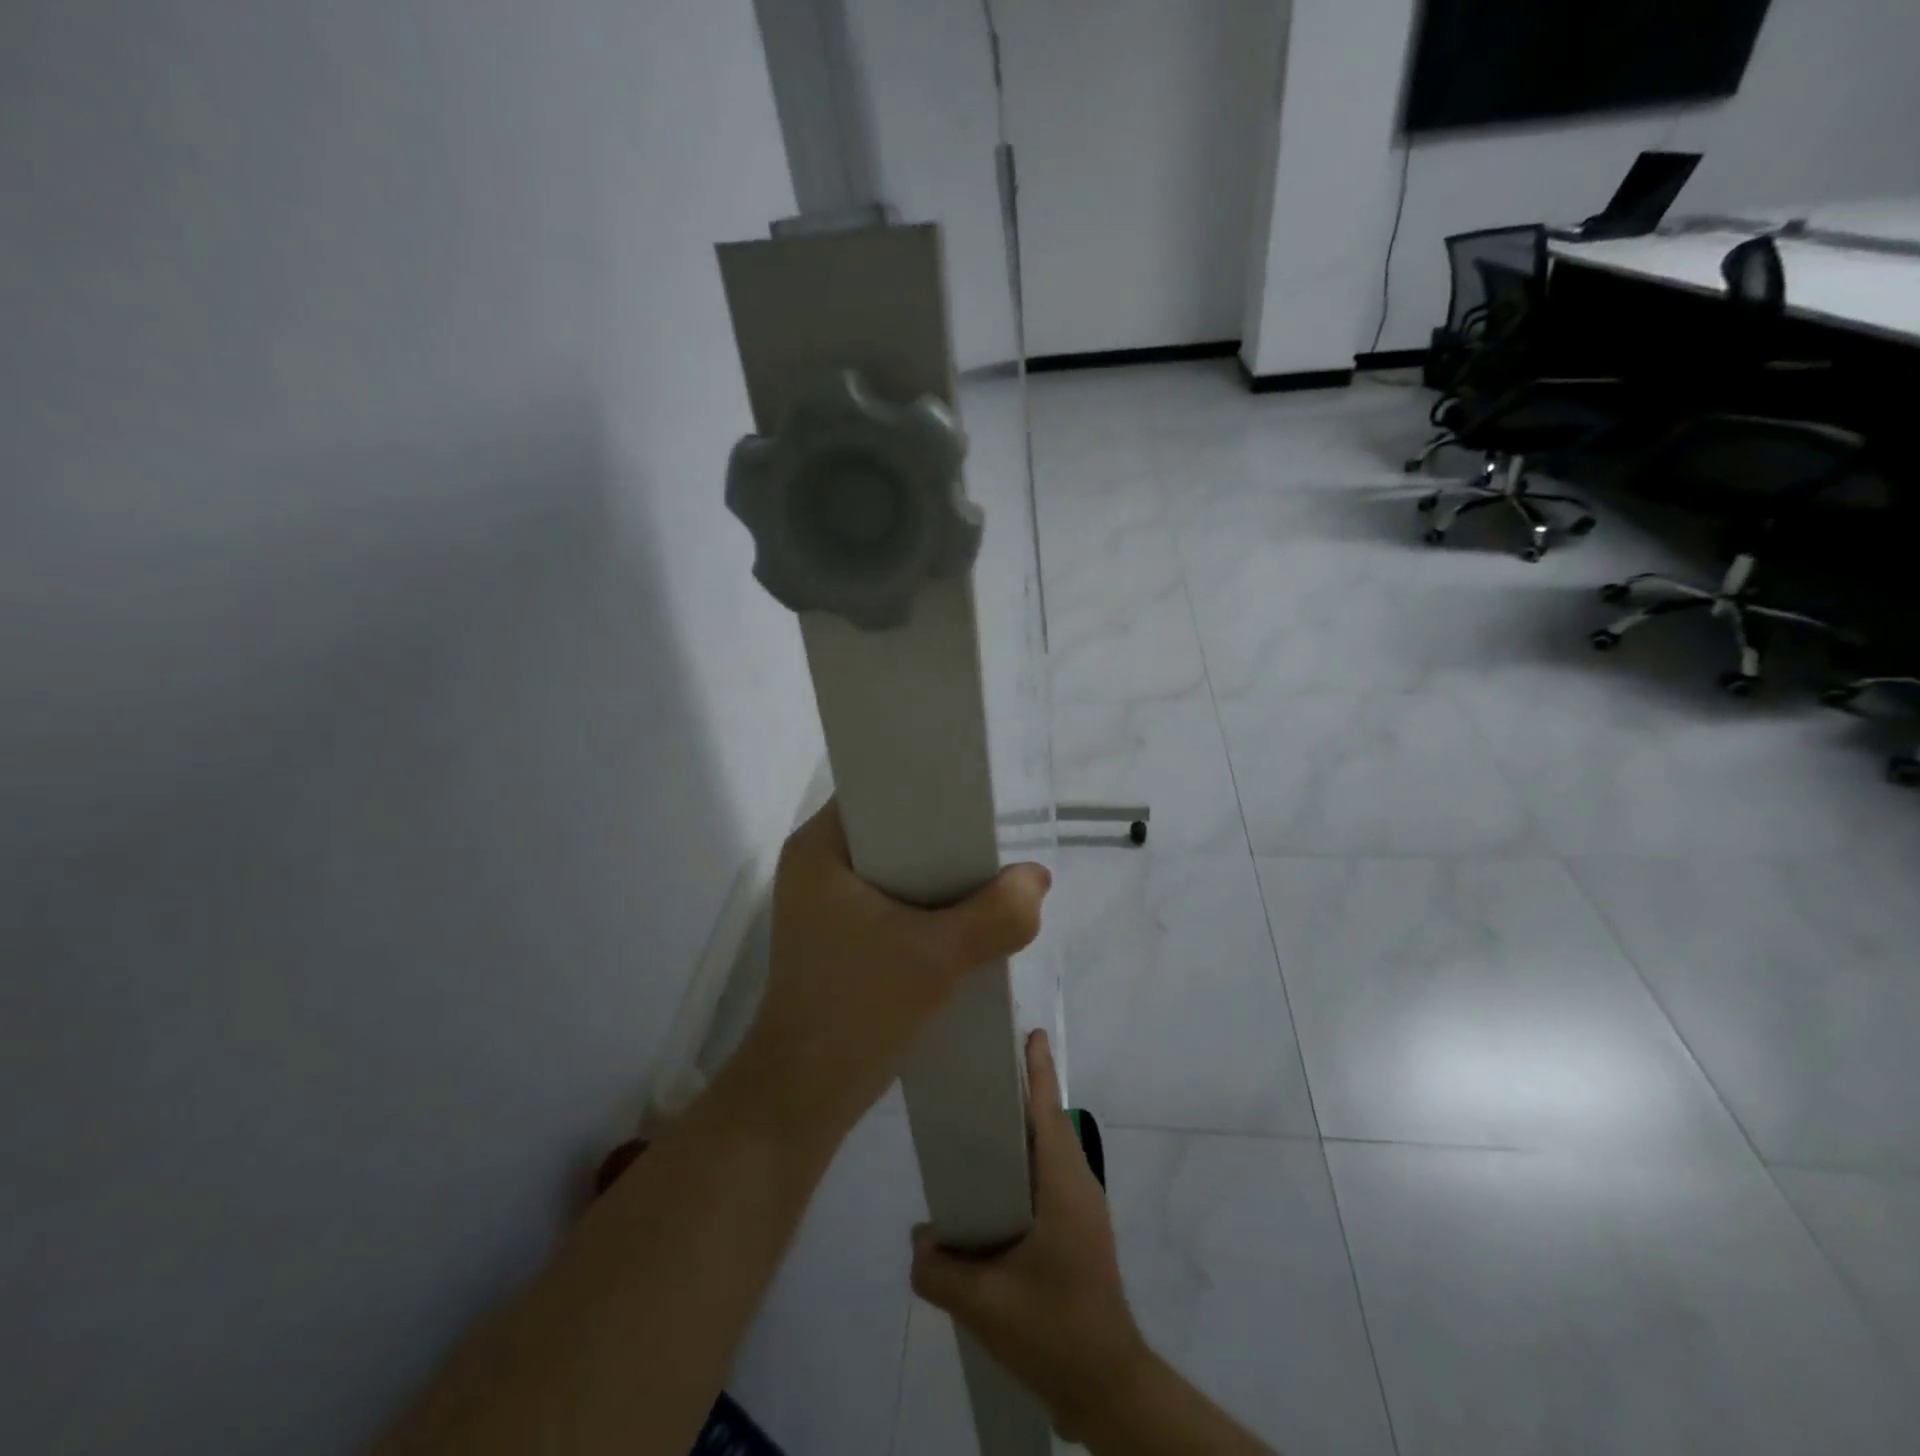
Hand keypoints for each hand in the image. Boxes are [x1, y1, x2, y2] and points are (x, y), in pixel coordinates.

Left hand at [739, 799, 1050, 1145]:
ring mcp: (821, 902)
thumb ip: (998, 915)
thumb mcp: (938, 958)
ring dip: (937, 878)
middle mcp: (814, 864)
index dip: (928, 789)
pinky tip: (958, 921)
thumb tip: (1036, 880)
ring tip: (983, 882)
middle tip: (990, 849)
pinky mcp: (835, 934)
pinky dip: (923, 906)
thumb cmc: (857, 1011)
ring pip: (895, 868)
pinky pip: (889, 899)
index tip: (975, 806)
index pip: (878, 790)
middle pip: (892, 829)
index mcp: (818, 847)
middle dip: (943, 840)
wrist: (805, 1096)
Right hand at [910, 1030, 1150, 1442]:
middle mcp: (1078, 1186)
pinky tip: (992, 1188)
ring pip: (1049, 1151)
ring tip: (979, 1125)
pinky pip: (1048, 1178)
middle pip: (1048, 1123)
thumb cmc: (1053, 1330)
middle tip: (983, 1071)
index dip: (1038, 1071)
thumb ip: (940, 1268)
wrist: (1106, 1387)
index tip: (1028, 1033)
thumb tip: (919, 1237)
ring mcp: (1082, 1210)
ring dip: (1022, 1130)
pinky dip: (1023, 1164)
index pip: (1048, 1112)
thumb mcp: (985, 1305)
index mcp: (1063, 1187)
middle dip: (1023, 1091)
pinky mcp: (1078, 1231)